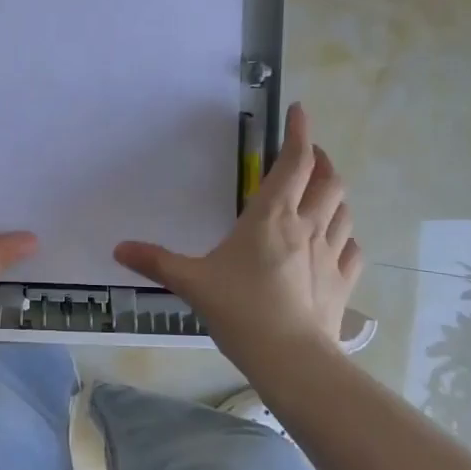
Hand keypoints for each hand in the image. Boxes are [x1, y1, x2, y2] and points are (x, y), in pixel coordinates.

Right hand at [114, 103, 361, 357]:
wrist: (291, 358)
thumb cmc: (240, 310)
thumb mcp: (191, 282)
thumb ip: (156, 262)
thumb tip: (118, 249)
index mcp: (271, 217)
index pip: (294, 162)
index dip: (300, 132)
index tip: (299, 110)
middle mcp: (307, 226)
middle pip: (328, 180)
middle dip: (321, 160)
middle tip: (309, 155)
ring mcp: (330, 254)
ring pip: (344, 210)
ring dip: (335, 194)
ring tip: (323, 191)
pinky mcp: (343, 282)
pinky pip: (352, 249)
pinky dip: (346, 236)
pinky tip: (338, 241)